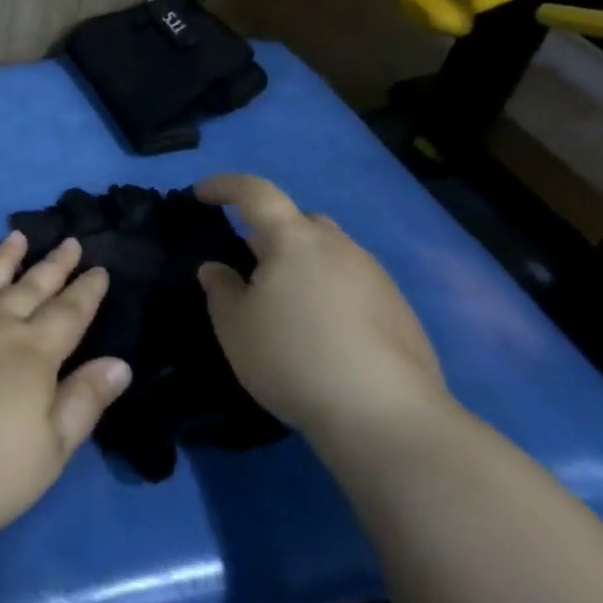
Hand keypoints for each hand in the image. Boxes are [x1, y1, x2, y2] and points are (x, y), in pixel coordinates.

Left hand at [0, 232, 131, 546]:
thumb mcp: (50, 449)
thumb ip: (84, 401)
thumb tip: (119, 362)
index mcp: (31, 354)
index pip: (67, 314)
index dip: (86, 291)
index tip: (100, 267)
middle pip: (28, 289)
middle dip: (52, 266)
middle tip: (69, 241)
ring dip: (0, 260)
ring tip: (16, 236)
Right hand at [195, 174, 449, 443]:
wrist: (387, 417)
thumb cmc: (294, 359)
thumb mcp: (235, 327)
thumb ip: (221, 290)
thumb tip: (217, 268)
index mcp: (293, 239)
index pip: (255, 192)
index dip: (224, 186)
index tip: (201, 194)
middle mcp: (338, 246)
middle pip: (299, 221)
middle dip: (271, 232)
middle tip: (249, 263)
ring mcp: (376, 277)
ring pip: (330, 253)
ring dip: (304, 265)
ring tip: (286, 305)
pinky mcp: (401, 311)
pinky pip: (354, 285)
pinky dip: (331, 294)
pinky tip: (323, 334)